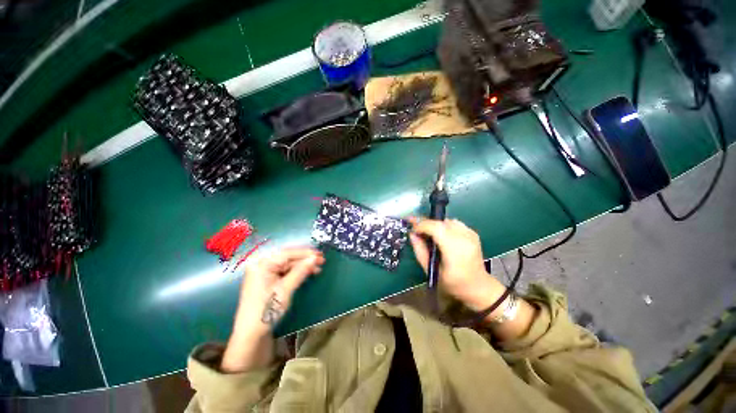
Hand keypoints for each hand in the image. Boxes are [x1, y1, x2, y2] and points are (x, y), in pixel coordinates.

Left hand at [235, 247, 323, 335]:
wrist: (251, 334)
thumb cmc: (266, 310)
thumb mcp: (285, 289)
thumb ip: (300, 271)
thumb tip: (314, 258)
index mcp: (262, 264)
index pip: (287, 253)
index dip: (305, 253)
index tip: (320, 254)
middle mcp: (262, 264)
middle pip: (288, 257)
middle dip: (305, 259)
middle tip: (322, 260)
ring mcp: (264, 272)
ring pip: (288, 264)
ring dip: (303, 265)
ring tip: (318, 267)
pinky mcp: (268, 279)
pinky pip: (285, 271)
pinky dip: (297, 271)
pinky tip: (308, 272)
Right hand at [409, 217, 504, 311]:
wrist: (478, 287)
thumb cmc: (453, 283)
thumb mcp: (431, 270)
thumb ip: (420, 250)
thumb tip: (412, 234)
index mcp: (455, 250)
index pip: (436, 228)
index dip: (421, 225)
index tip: (412, 229)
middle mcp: (465, 238)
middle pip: (440, 222)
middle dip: (426, 224)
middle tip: (416, 229)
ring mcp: (470, 234)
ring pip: (446, 221)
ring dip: (435, 225)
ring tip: (428, 234)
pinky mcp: (473, 233)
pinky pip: (454, 223)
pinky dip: (444, 226)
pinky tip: (441, 236)